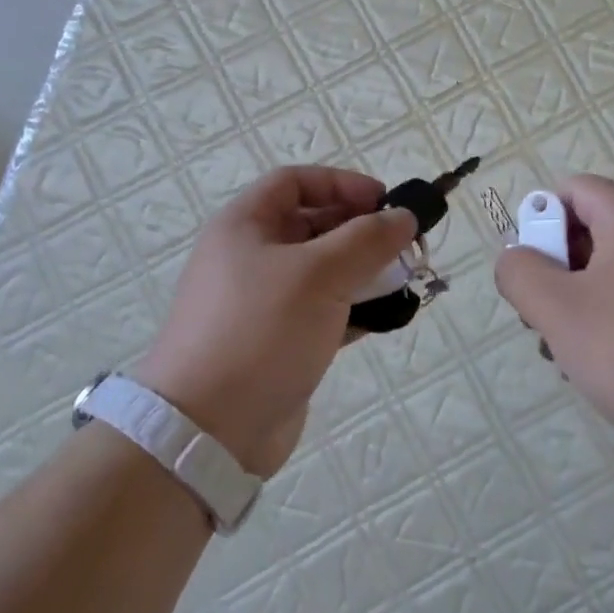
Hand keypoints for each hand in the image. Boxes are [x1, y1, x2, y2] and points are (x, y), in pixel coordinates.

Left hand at [134, 166, 416, 476]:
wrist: (208, 431)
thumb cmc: (260, 331)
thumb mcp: (318, 274)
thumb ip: (367, 239)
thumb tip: (403, 216)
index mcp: (244, 226)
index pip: (294, 181)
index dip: (341, 183)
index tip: (384, 202)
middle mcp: (250, 257)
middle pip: (312, 225)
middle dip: (360, 230)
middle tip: (404, 245)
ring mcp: (263, 303)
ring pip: (322, 271)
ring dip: (364, 271)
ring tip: (405, 281)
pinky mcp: (279, 342)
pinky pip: (323, 311)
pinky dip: (354, 309)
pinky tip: (385, 318)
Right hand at [494, 175, 613, 473]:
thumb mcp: (556, 309)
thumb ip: (520, 272)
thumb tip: (515, 259)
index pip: (574, 189)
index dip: (541, 219)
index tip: (532, 269)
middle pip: (589, 230)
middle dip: (554, 269)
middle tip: (541, 316)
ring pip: (607, 272)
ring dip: (575, 303)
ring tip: (563, 351)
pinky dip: (606, 323)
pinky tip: (595, 367)